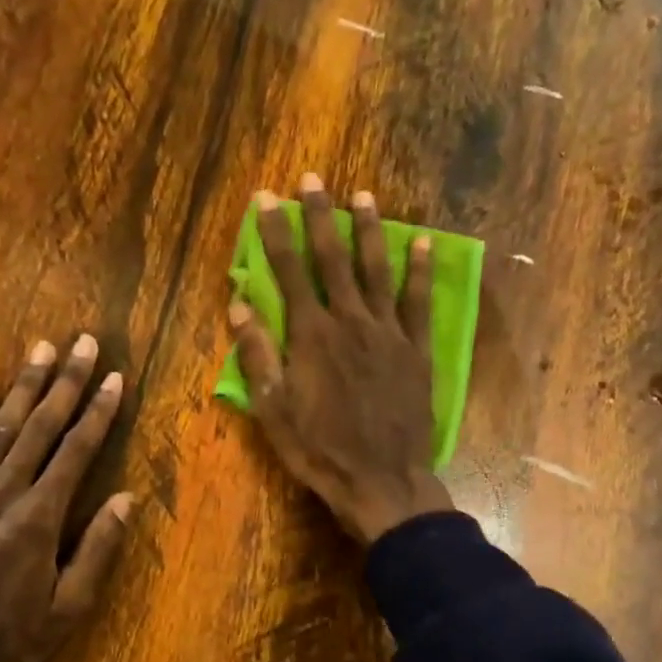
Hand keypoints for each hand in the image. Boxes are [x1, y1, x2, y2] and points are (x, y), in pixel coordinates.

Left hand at [0, 335, 133, 661]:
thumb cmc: (7, 641)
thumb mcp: (66, 610)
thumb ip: (96, 551)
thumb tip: (126, 500)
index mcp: (38, 520)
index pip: (76, 453)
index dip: (98, 413)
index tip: (115, 379)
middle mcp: (1, 494)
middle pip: (39, 428)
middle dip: (65, 382)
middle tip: (84, 342)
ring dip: (22, 385)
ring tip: (41, 347)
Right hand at [228, 174, 452, 544]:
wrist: (381, 481)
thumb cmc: (319, 450)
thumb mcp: (273, 410)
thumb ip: (258, 355)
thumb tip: (239, 305)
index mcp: (311, 336)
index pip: (288, 272)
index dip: (275, 232)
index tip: (266, 198)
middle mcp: (350, 322)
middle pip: (333, 259)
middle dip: (320, 217)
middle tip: (313, 180)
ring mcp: (388, 333)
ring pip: (377, 270)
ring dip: (369, 231)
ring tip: (363, 195)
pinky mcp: (416, 351)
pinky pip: (419, 303)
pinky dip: (421, 271)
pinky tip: (422, 243)